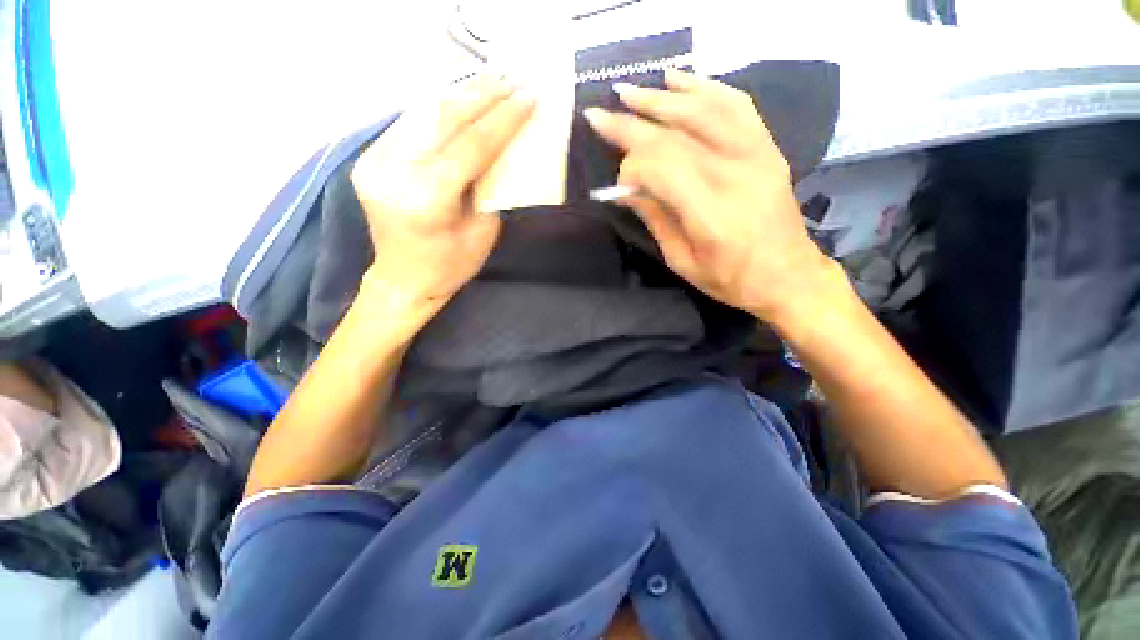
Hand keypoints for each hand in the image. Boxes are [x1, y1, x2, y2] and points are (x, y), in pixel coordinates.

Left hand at [351, 76, 534, 315]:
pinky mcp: (370, 158)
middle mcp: (393, 172)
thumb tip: (504, 148)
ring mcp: (374, 161)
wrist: (403, 279)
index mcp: (426, 199)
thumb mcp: (483, 231)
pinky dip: (440, 111)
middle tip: (512, 79)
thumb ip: (491, 186)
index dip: (503, 120)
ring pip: (423, 113)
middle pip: (442, 119)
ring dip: (461, 96)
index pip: (470, 146)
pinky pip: (411, 124)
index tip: (528, 97)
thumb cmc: (451, 266)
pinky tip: (462, 103)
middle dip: (482, 95)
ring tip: (492, 84)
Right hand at [584, 69, 839, 325]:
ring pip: (704, 109)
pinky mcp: (768, 147)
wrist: (788, 276)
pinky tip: (679, 80)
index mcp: (711, 213)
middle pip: (676, 134)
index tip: (618, 182)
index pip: (662, 167)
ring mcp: (757, 154)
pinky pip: (736, 105)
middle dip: (632, 122)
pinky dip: (705, 87)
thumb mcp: (682, 261)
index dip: (631, 167)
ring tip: (630, 91)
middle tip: (599, 113)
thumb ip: (655, 219)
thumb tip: (625, 189)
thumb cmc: (731, 279)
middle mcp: (736, 174)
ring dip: (662, 97)